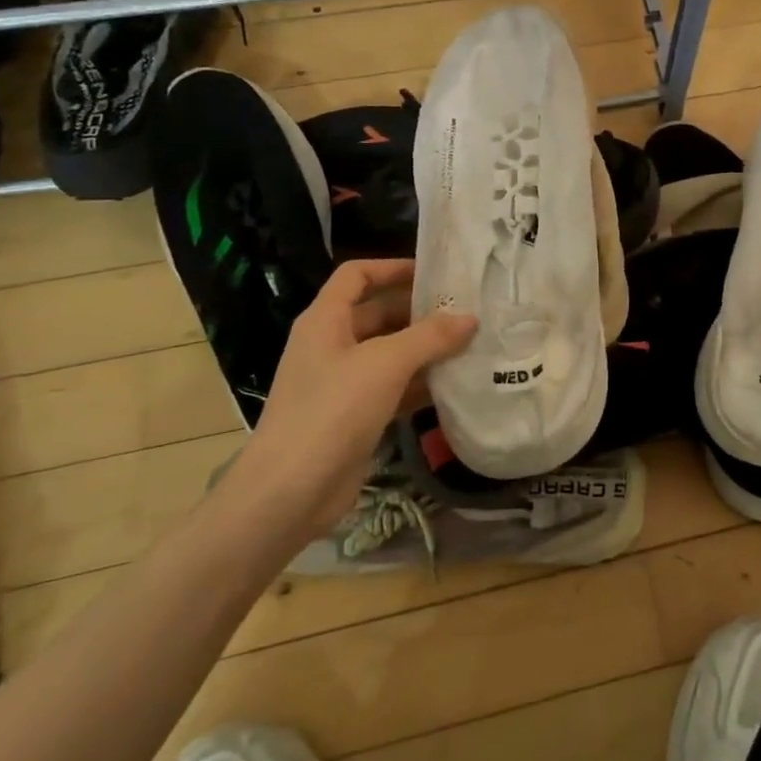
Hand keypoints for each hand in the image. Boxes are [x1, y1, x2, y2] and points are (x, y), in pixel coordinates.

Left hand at [226, 259, 475, 546]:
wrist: (289, 493)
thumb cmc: (332, 411)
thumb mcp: (385, 364)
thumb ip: (430, 337)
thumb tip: (470, 318)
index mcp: (325, 321)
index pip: (357, 275)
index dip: (392, 267)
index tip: (434, 272)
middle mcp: (330, 345)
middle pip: (378, 313)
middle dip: (419, 311)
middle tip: (466, 311)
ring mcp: (341, 383)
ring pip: (389, 353)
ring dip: (425, 349)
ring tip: (470, 344)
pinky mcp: (354, 417)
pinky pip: (393, 388)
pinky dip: (420, 384)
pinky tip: (454, 385)